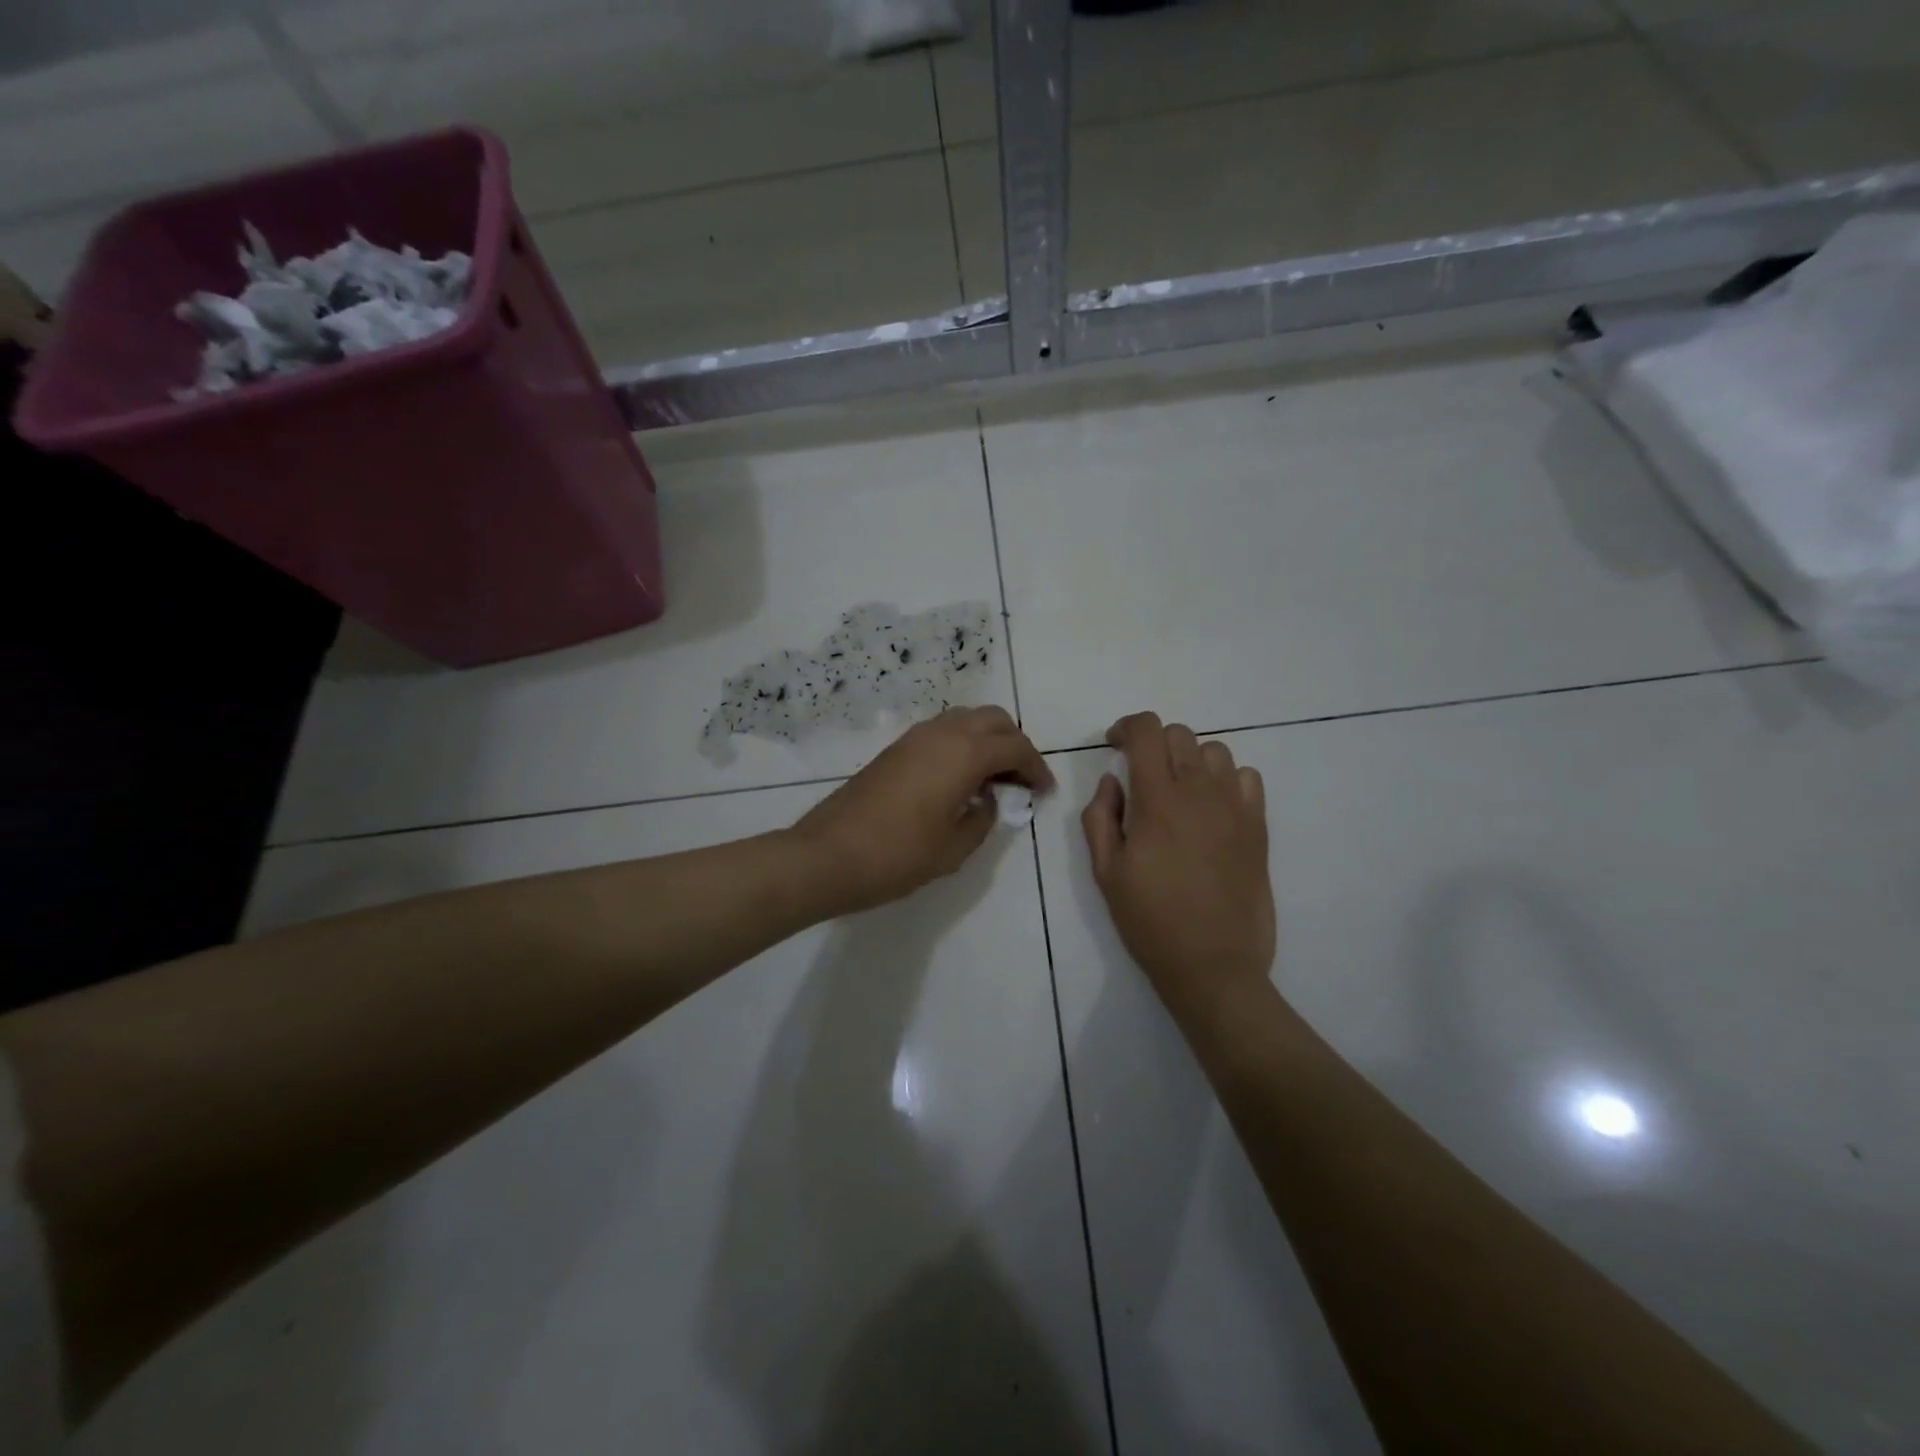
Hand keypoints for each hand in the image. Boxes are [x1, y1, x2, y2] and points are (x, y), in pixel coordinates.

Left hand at [795, 706, 1053, 914]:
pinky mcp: (895, 749)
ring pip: (966, 720)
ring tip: (993, 780)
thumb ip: (982, 819)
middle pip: (993, 720)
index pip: (1015, 747)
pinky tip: (960, 780)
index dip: (1036, 768)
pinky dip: (962, 745)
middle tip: (1020, 780)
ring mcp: (914, 737)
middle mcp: (941, 733)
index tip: (1044, 792)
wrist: (827, 855)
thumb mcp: (953, 848)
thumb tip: (987, 801)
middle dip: (1015, 745)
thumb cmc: (897, 856)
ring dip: (987, 741)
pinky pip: (942, 732)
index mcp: (963, 754)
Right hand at [1082, 713, 1275, 1025]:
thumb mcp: (1105, 871)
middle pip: (1180, 734)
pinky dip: (1226, 779)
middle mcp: (1200, 793)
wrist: (1213, 964)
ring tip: (1179, 789)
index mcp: (1157, 801)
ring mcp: (1235, 808)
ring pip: (1215, 751)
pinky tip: (1212, 806)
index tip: (1115, 744)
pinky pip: (1247, 777)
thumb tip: (1112, 780)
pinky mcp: (1258, 827)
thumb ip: (1100, 816)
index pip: (1147, 731)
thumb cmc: (1150, 920)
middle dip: (1154, 743)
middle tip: (1141, 774)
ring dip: (1190, 759)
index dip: (1127, 727)